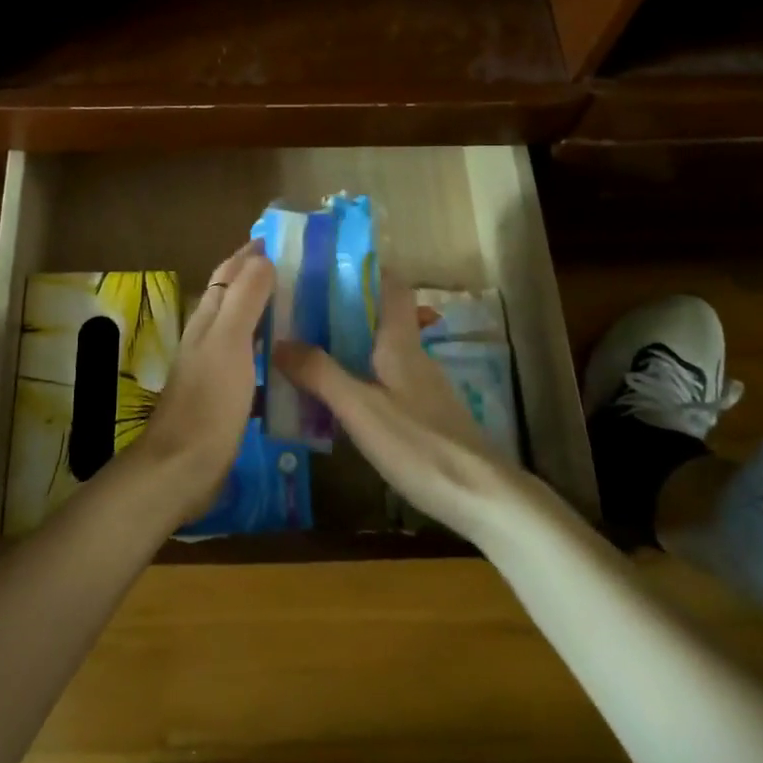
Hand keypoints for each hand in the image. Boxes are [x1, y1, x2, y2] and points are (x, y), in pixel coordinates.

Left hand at [131, 242, 275, 519]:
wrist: (184, 465)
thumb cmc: (209, 400)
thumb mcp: (229, 342)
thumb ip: (244, 299)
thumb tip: (262, 258)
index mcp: (207, 319)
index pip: (227, 274)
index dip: (249, 255)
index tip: (279, 239)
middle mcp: (208, 338)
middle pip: (233, 298)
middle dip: (260, 279)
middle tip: (301, 271)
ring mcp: (215, 368)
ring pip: (242, 328)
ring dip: (266, 314)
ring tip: (303, 308)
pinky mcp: (225, 396)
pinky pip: (251, 360)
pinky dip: (269, 350)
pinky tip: (290, 359)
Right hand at [273, 274, 519, 540]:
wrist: (482, 497)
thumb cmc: (419, 444)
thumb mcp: (360, 408)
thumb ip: (320, 374)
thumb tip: (280, 341)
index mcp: (401, 343)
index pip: (392, 287)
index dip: (364, 270)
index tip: (324, 265)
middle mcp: (413, 356)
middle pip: (380, 318)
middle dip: (341, 310)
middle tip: (297, 311)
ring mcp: (422, 387)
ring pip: (379, 351)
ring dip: (346, 345)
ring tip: (305, 350)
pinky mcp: (424, 415)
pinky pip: (383, 380)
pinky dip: (357, 376)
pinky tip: (335, 397)